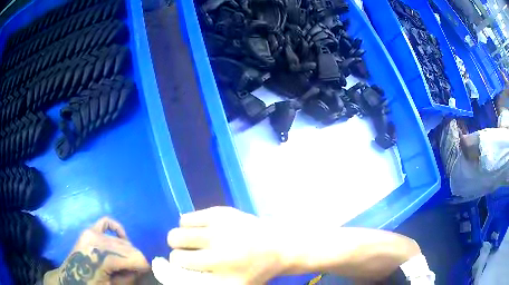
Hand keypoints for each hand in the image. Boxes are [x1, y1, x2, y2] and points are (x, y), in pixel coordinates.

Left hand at [44, 217, 149, 284]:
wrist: (71, 279)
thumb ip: (129, 278)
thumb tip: (140, 269)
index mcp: (103, 256)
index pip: (137, 258)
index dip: (143, 269)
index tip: (140, 277)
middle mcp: (98, 239)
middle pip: (130, 248)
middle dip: (136, 262)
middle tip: (132, 273)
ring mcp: (91, 232)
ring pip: (122, 240)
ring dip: (127, 252)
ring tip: (123, 264)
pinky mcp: (88, 230)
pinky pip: (106, 222)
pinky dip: (117, 229)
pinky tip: (121, 237)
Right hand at [166, 207, 286, 283]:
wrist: (279, 246)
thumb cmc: (255, 270)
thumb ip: (206, 282)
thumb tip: (177, 274)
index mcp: (225, 278)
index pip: (185, 276)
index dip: (179, 271)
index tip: (183, 268)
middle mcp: (220, 256)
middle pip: (176, 255)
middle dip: (178, 256)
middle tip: (188, 254)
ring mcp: (220, 231)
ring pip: (177, 234)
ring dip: (181, 239)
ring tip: (194, 241)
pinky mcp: (220, 212)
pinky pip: (186, 218)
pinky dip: (188, 225)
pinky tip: (201, 229)